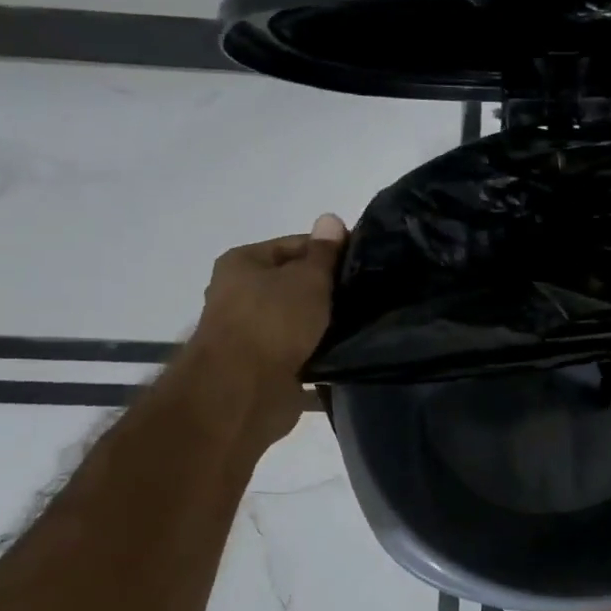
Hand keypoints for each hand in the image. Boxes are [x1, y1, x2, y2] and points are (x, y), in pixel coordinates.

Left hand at [190, 214, 346, 433]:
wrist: (243, 392)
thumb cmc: (273, 322)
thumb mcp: (307, 278)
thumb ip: (323, 253)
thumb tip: (330, 218)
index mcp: (244, 263)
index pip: (296, 246)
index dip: (331, 252)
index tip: (364, 263)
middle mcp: (241, 295)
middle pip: (297, 284)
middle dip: (330, 290)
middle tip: (369, 294)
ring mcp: (253, 333)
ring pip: (301, 320)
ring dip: (327, 324)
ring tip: (365, 323)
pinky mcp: (267, 367)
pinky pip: (302, 352)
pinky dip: (322, 353)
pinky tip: (350, 352)